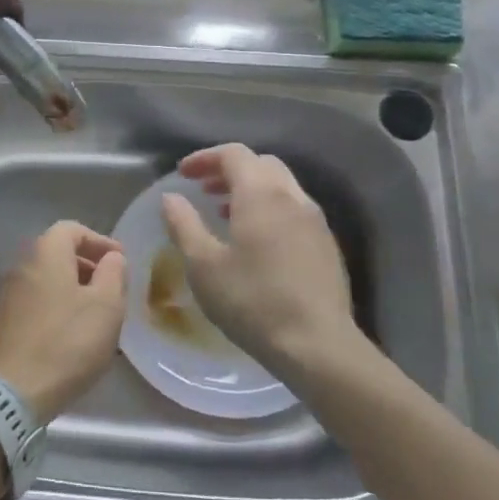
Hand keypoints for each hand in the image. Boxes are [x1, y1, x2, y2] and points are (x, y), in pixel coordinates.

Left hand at [0, 221, 126, 421]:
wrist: (10, 391)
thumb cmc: (66, 343)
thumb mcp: (106, 306)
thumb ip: (113, 273)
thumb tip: (111, 257)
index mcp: (44, 252)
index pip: (72, 229)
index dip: (99, 241)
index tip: (119, 262)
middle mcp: (17, 263)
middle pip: (55, 253)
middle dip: (84, 266)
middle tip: (108, 289)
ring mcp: (1, 293)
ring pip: (41, 279)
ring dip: (66, 289)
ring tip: (88, 316)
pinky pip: (28, 302)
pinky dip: (49, 307)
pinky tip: (63, 335)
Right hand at [159, 145, 364, 380]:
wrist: (318, 346)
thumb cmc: (253, 301)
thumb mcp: (203, 265)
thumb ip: (183, 225)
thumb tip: (171, 198)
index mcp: (261, 193)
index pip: (233, 154)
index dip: (204, 158)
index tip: (182, 174)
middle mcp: (292, 197)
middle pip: (260, 164)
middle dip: (229, 170)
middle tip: (203, 190)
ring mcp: (315, 220)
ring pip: (281, 186)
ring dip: (251, 189)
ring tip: (225, 213)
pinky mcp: (327, 245)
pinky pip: (294, 209)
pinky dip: (270, 209)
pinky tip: (257, 241)